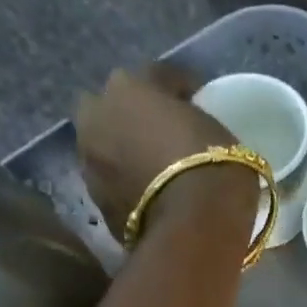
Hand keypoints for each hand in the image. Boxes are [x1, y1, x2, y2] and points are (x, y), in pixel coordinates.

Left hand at [75, 63, 251, 240]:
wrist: (194, 230)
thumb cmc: (213, 169)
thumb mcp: (216, 130)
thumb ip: (192, 121)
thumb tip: (189, 130)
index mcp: (129, 86)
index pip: (158, 76)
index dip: (180, 88)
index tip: (197, 100)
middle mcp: (97, 116)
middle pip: (115, 107)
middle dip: (134, 115)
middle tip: (162, 134)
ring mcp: (90, 161)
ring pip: (107, 147)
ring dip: (125, 152)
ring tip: (154, 169)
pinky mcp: (96, 203)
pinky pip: (113, 183)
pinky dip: (127, 185)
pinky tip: (150, 195)